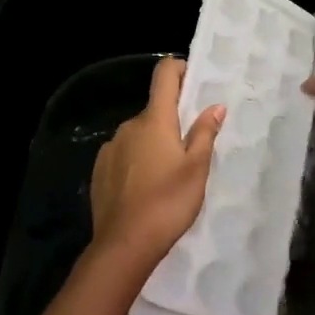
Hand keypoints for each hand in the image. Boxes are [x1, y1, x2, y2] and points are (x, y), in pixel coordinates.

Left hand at [90, 56, 225, 267]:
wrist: (124, 244)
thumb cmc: (168, 202)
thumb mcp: (197, 168)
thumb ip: (205, 133)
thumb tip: (214, 106)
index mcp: (154, 120)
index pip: (164, 74)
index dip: (180, 69)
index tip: (195, 83)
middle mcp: (129, 126)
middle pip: (154, 110)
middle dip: (172, 121)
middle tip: (191, 148)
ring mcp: (110, 148)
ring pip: (139, 134)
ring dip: (154, 143)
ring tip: (169, 174)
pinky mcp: (99, 170)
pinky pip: (124, 154)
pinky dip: (137, 161)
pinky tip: (146, 188)